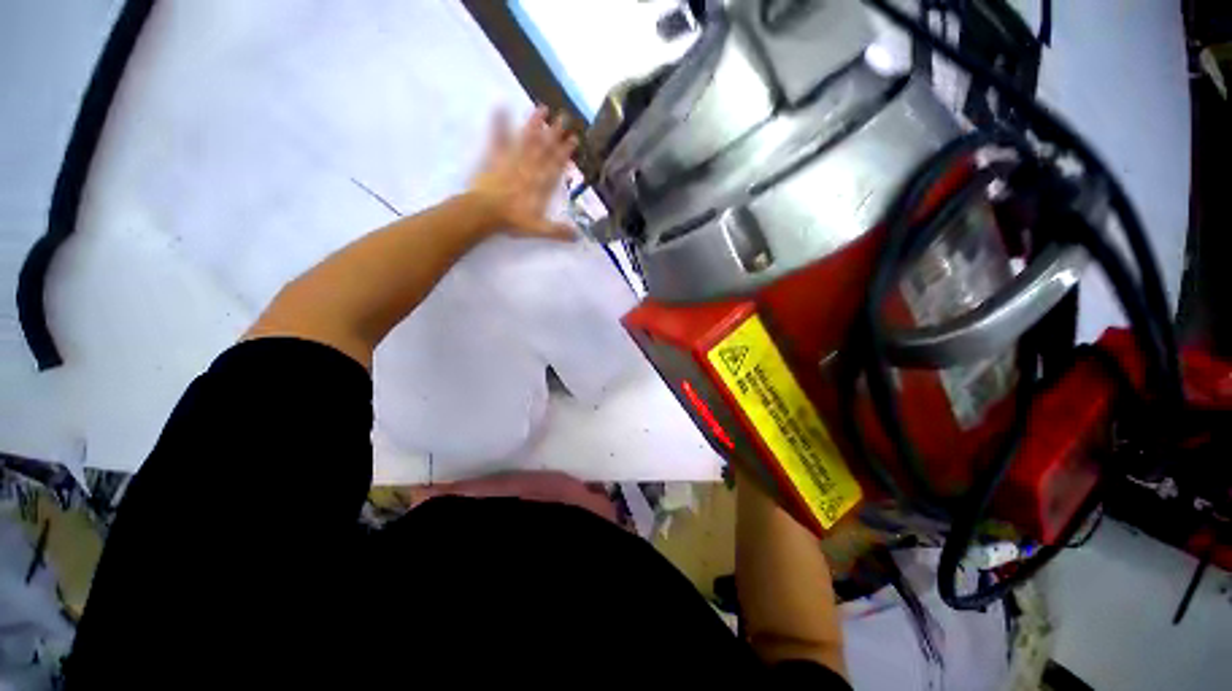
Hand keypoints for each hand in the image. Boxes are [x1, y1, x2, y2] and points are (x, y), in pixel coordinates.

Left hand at [469, 106, 578, 240]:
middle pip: (544, 149)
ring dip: (534, 124)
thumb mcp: (539, 229)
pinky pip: (498, 139)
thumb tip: (578, 236)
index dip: (565, 152)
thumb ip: (558, 231)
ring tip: (542, 108)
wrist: (485, 213)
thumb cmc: (513, 220)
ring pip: (526, 140)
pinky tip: (500, 108)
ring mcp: (512, 161)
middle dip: (555, 133)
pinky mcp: (495, 158)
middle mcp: (529, 169)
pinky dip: (499, 124)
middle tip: (564, 117)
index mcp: (540, 184)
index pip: (555, 165)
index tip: (574, 139)